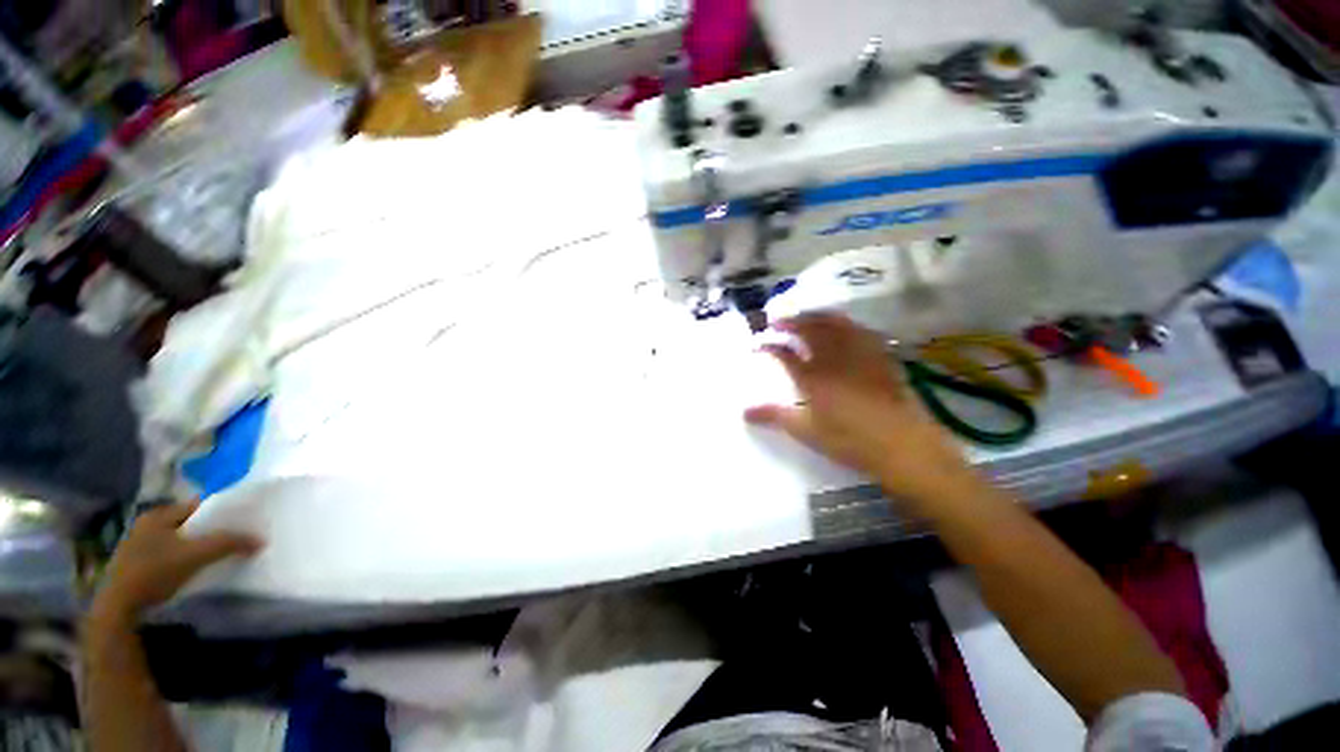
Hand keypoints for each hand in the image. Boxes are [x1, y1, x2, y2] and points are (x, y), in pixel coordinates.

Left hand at [93, 501, 261, 622]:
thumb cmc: (154, 572)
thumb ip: (228, 544)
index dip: (219, 513)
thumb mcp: (195, 556)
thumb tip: (261, 540)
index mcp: (157, 514)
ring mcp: (137, 545)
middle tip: (230, 541)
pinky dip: (181, 559)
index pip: (197, 506)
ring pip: (176, 540)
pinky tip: (189, 571)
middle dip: (207, 532)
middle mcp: (145, 524)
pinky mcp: (135, 564)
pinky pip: (166, 554)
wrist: (118, 608)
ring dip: (194, 547)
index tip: (240, 522)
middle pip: (187, 523)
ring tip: (213, 557)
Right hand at [745, 313, 977, 508]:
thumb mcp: (804, 430)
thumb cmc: (847, 439)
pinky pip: (859, 329)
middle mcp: (832, 357)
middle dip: (790, 321)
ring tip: (805, 316)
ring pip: (834, 323)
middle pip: (809, 328)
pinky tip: (843, 327)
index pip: (783, 353)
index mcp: (811, 375)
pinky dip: (845, 323)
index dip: (768, 345)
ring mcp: (858, 353)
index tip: (757, 343)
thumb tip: (743, 411)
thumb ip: (774, 416)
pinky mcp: (879, 355)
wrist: (900, 443)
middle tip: (778, 320)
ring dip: (816, 316)